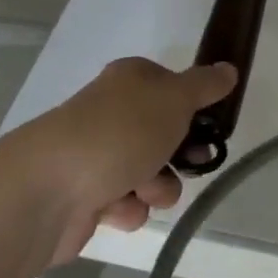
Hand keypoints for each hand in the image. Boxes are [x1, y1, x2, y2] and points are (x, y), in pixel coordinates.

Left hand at [0, 58, 235, 266]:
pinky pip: (126, 204)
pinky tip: (115, 208)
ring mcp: (98, 155)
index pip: (174, 88)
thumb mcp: (174, 99)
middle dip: (181, 155)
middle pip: (166, 135)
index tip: (212, 127)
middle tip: (191, 163)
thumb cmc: (119, 133)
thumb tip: (229, 69)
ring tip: (142, 189)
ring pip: (152, 174)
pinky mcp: (86, 197)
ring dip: (157, 186)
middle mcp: (113, 114)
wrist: (49, 189)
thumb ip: (205, 85)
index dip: (195, 109)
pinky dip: (127, 208)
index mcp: (131, 81)